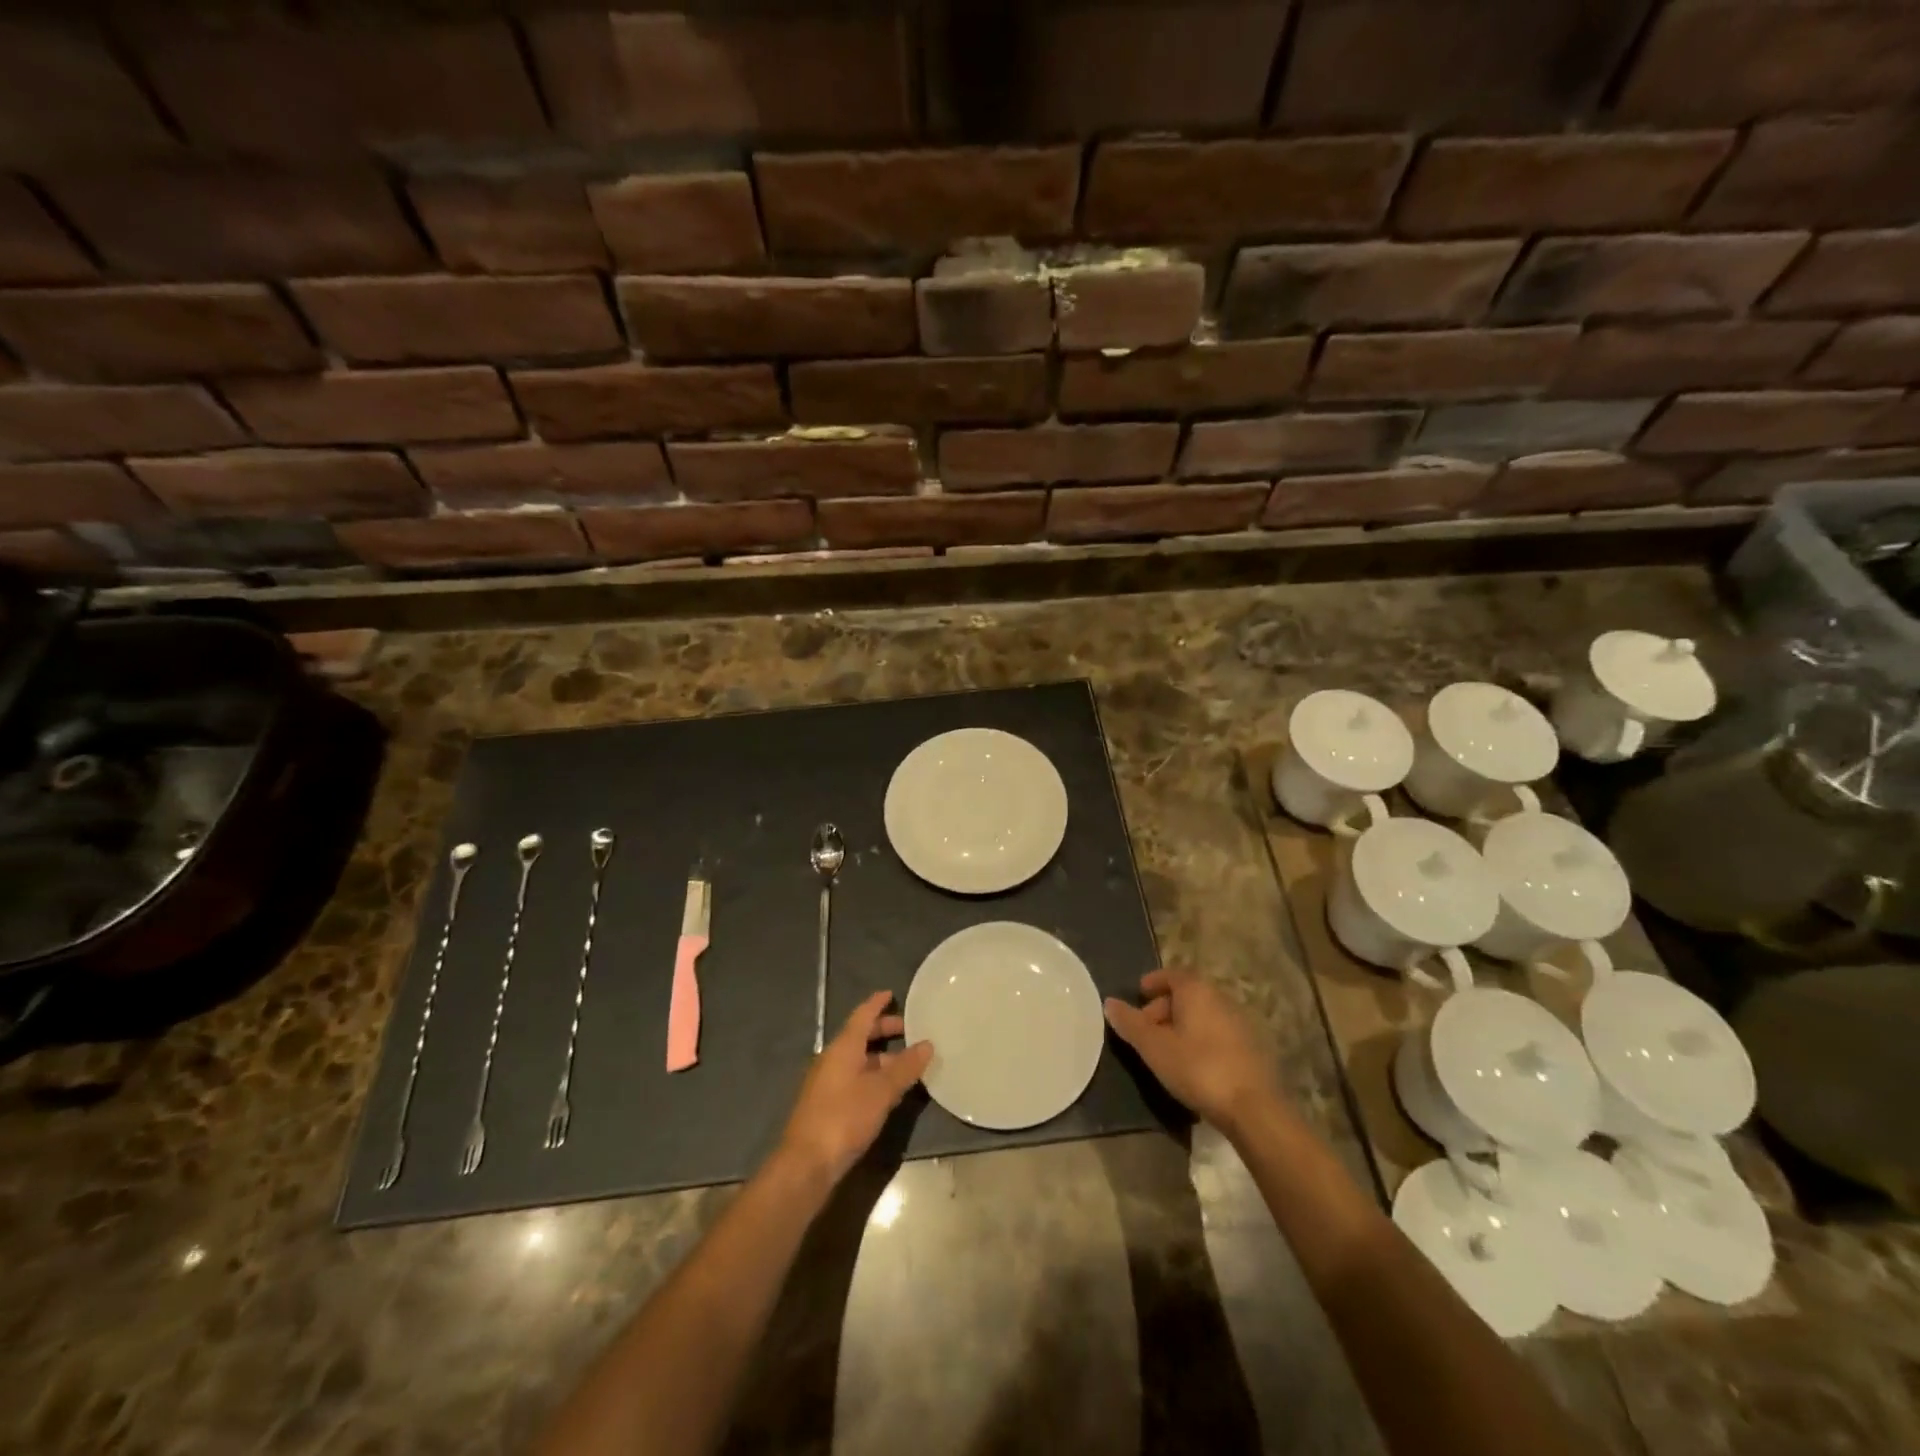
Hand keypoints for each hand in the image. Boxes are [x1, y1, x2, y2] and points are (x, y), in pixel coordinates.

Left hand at [778, 991, 932, 1184]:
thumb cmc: (844, 1118)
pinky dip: (873, 1077)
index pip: (862, 1015)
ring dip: (881, 1058)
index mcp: (843, 1047)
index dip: (877, 1003)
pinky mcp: (828, 1105)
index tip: (892, 994)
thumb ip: (905, 1067)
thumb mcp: (881, 1091)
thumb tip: (927, 1044)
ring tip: (908, 1064)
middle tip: (909, 1030)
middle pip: (860, 1036)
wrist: (806, 1164)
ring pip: (858, 1060)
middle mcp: (833, 1059)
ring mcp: (828, 1083)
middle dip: (883, 1031)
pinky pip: (855, 1079)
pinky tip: (889, 1091)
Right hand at [1104, 970, 1275, 1132]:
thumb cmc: (1197, 1068)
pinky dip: (1202, 1039)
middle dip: (1165, 1007)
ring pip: (1204, 1015)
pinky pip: (1219, 1033)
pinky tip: (1194, 1065)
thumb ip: (1130, 1023)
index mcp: (1197, 990)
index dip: (1154, 982)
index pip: (1172, 974)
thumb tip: (1109, 1002)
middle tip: (1147, 1030)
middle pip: (1188, 994)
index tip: (1139, 994)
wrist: (1254, 1108)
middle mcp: (1221, 998)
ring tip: (1167, 1050)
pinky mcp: (1253, 1048)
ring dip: (1183, 1025)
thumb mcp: (1154, 1047)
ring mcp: (1241, 1022)